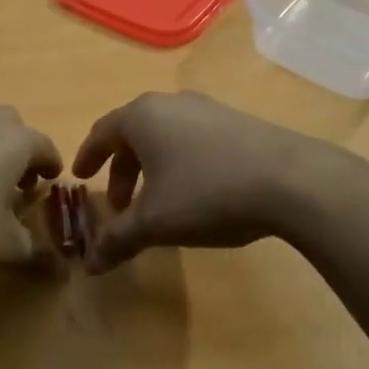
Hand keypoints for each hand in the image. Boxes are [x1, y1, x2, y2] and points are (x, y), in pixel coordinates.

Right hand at [70, 92, 340, 273]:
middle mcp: (170, 102)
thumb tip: (88, 265)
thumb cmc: (207, 192)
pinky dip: (180, 161)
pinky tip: (195, 191)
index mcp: (142, 117)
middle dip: (122, 170)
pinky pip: (192, 137)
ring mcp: (206, 108)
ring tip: (157, 202)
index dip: (88, 157)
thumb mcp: (155, 222)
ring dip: (151, 167)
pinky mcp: (234, 120)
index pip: (102, 132)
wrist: (288, 178)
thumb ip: (117, 240)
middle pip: (133, 133)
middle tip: (120, 205)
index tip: (80, 177)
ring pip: (164, 135)